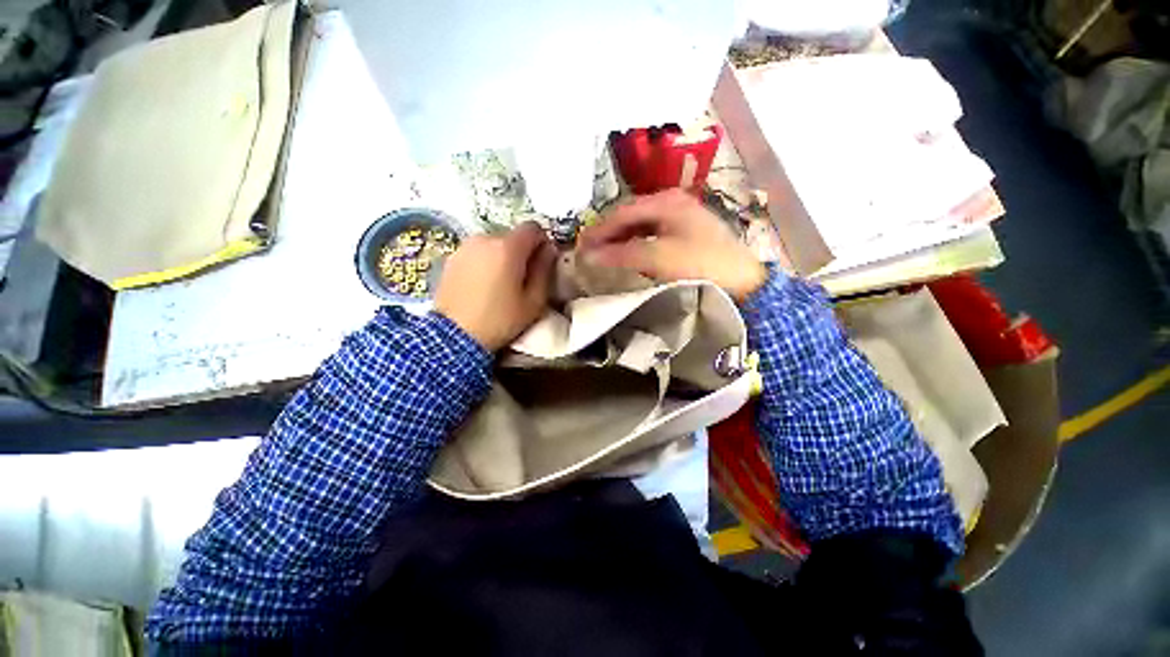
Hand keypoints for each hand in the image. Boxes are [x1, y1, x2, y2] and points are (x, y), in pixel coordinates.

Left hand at [435, 222, 555, 350]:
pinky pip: (478, 252)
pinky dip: (485, 261)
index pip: (533, 228)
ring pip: (494, 243)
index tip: (542, 261)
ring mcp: (465, 246)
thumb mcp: (533, 301)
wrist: (454, 336)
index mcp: (508, 248)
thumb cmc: (500, 320)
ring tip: (500, 283)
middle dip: (522, 251)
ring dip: (502, 256)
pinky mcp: (452, 257)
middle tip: (522, 278)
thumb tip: (549, 250)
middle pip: (513, 236)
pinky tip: (482, 284)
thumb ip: (544, 270)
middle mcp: (485, 238)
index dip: (542, 242)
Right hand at [578, 189, 766, 300]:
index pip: (622, 212)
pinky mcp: (687, 234)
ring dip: (621, 239)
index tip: (580, 246)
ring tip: (604, 254)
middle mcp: (673, 202)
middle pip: (631, 216)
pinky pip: (652, 235)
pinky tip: (629, 255)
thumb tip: (589, 255)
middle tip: (589, 250)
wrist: (743, 282)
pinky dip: (636, 245)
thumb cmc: (700, 264)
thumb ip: (621, 253)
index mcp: (666, 201)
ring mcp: (682, 217)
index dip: (599, 230)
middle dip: (609, 233)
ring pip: (641, 226)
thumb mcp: (658, 257)